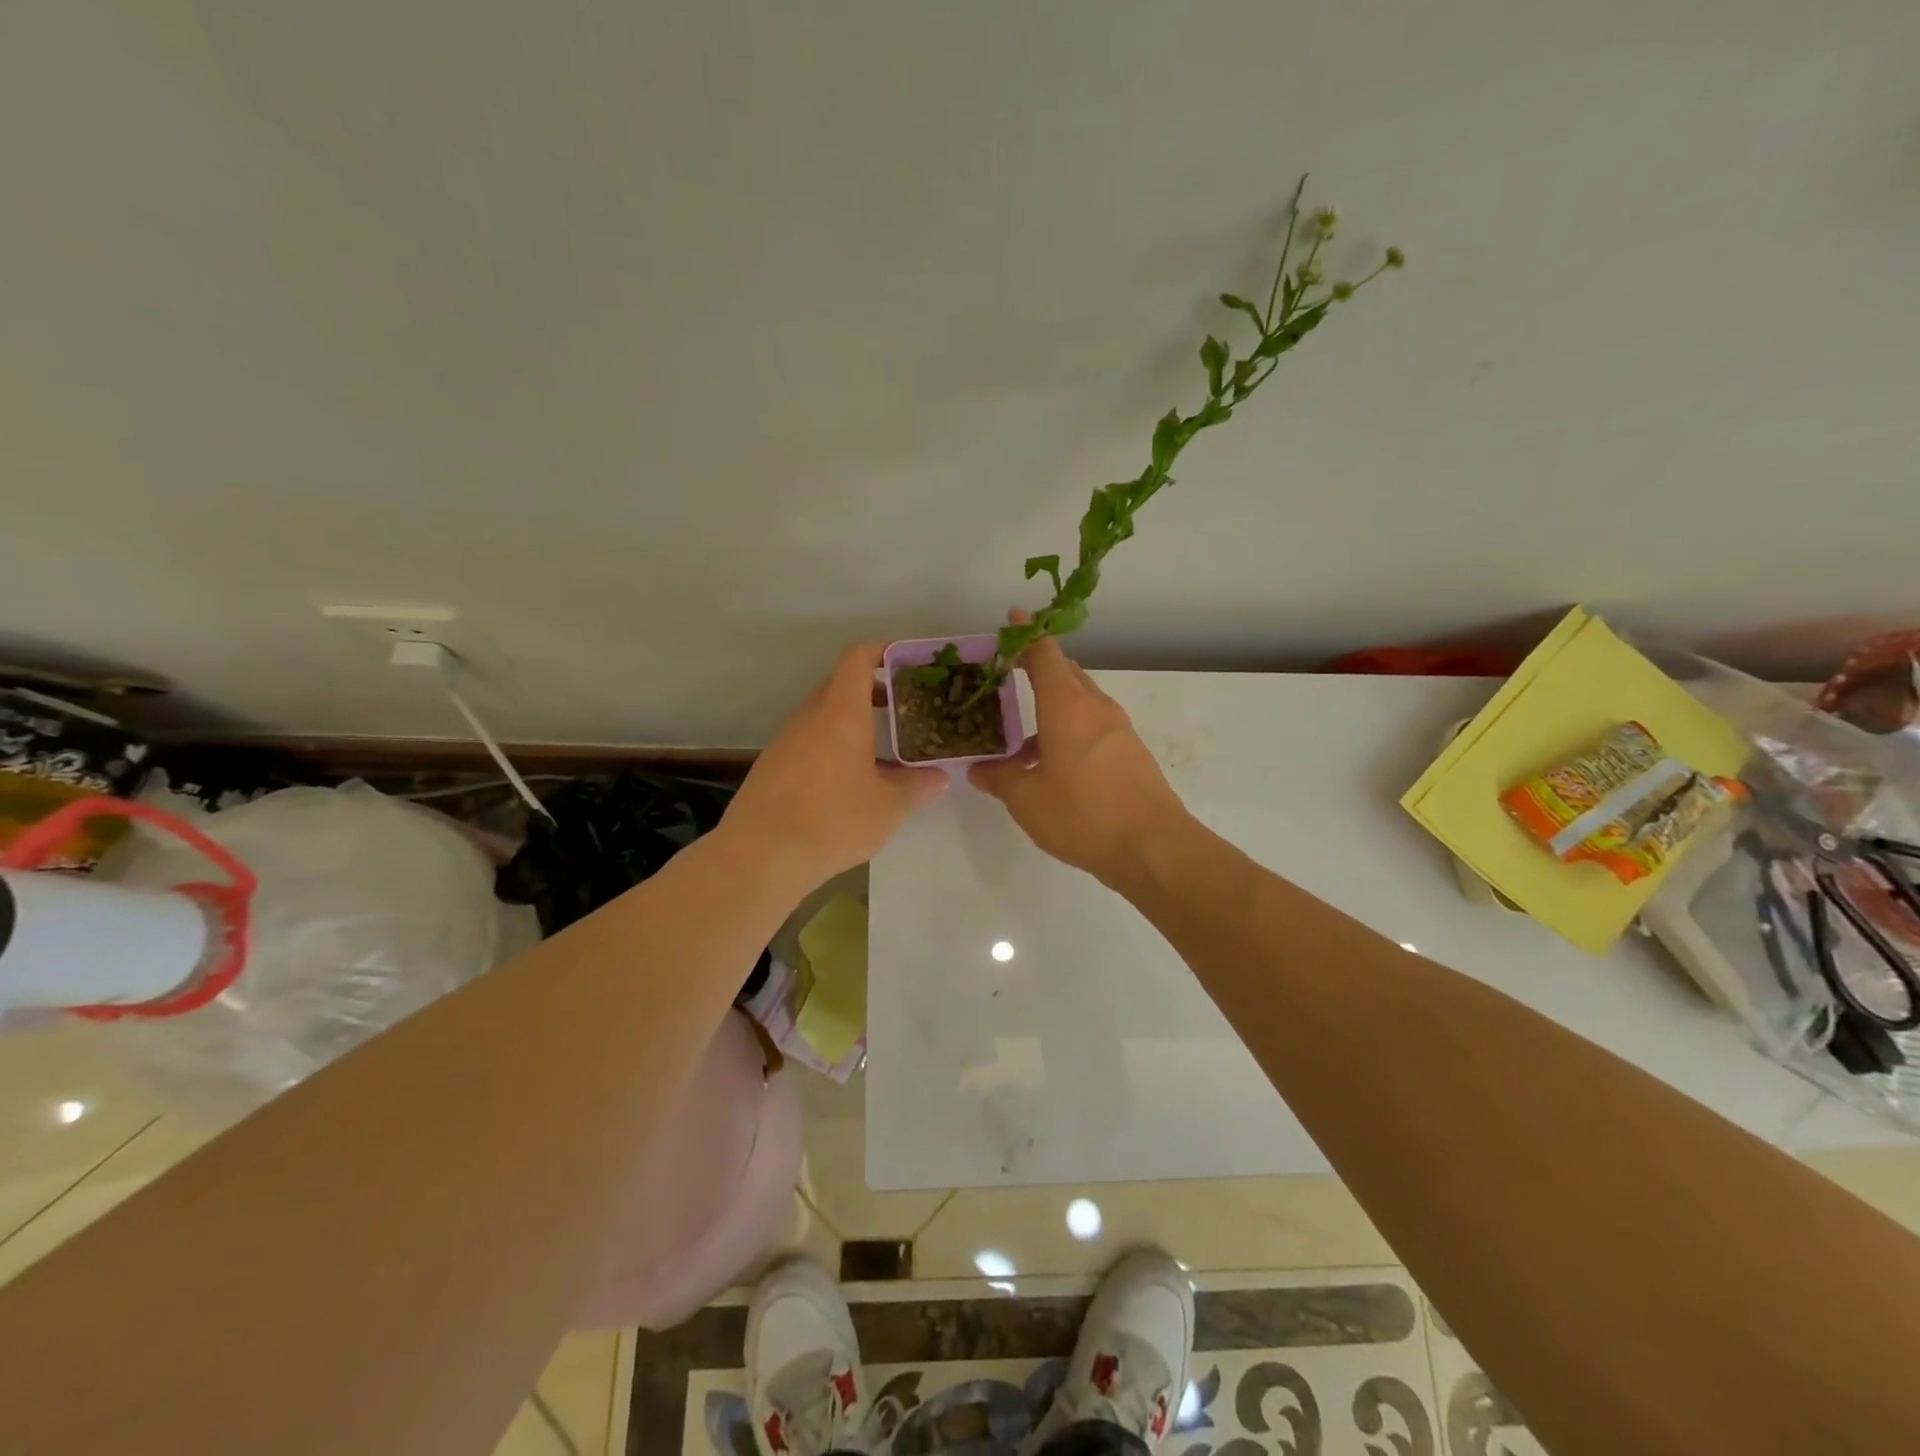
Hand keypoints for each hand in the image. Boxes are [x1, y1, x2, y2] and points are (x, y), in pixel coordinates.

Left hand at [723, 642, 947, 888]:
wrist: (761, 855)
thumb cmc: (833, 818)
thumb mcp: (888, 806)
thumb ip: (916, 786)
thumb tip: (938, 778)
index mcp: (841, 711)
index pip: (858, 658)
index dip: (883, 651)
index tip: (908, 662)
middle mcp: (810, 716)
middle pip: (841, 685)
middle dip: (874, 691)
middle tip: (906, 710)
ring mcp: (787, 740)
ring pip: (824, 716)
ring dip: (853, 723)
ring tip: (884, 749)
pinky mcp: (773, 766)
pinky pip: (810, 741)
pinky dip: (834, 746)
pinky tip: (850, 781)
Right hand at [968, 614, 1187, 888]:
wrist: (1152, 845)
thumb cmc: (1082, 813)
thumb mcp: (1027, 799)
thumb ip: (1000, 779)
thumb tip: (979, 771)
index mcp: (1066, 705)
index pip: (1044, 654)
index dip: (1026, 635)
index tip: (1013, 618)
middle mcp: (1095, 707)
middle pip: (1066, 674)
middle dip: (1038, 671)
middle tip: (1008, 680)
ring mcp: (1118, 729)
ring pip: (1080, 703)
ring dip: (1052, 710)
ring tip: (1021, 741)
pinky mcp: (1130, 752)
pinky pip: (1093, 728)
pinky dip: (1069, 732)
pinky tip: (1052, 767)